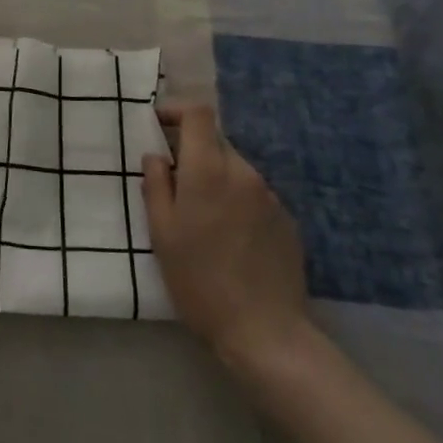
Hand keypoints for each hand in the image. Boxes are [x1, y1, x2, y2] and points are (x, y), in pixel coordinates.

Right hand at [141, 102, 316, 388]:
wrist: (265, 331)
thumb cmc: (199, 281)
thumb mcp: (161, 233)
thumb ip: (156, 185)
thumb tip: (156, 156)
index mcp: (208, 170)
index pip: (198, 114)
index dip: (176, 110)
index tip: (158, 124)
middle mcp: (243, 172)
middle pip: (216, 141)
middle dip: (193, 152)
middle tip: (174, 184)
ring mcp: (269, 195)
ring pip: (235, 168)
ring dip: (215, 178)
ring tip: (202, 217)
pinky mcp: (287, 219)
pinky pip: (253, 194)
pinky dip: (236, 200)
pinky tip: (230, 237)